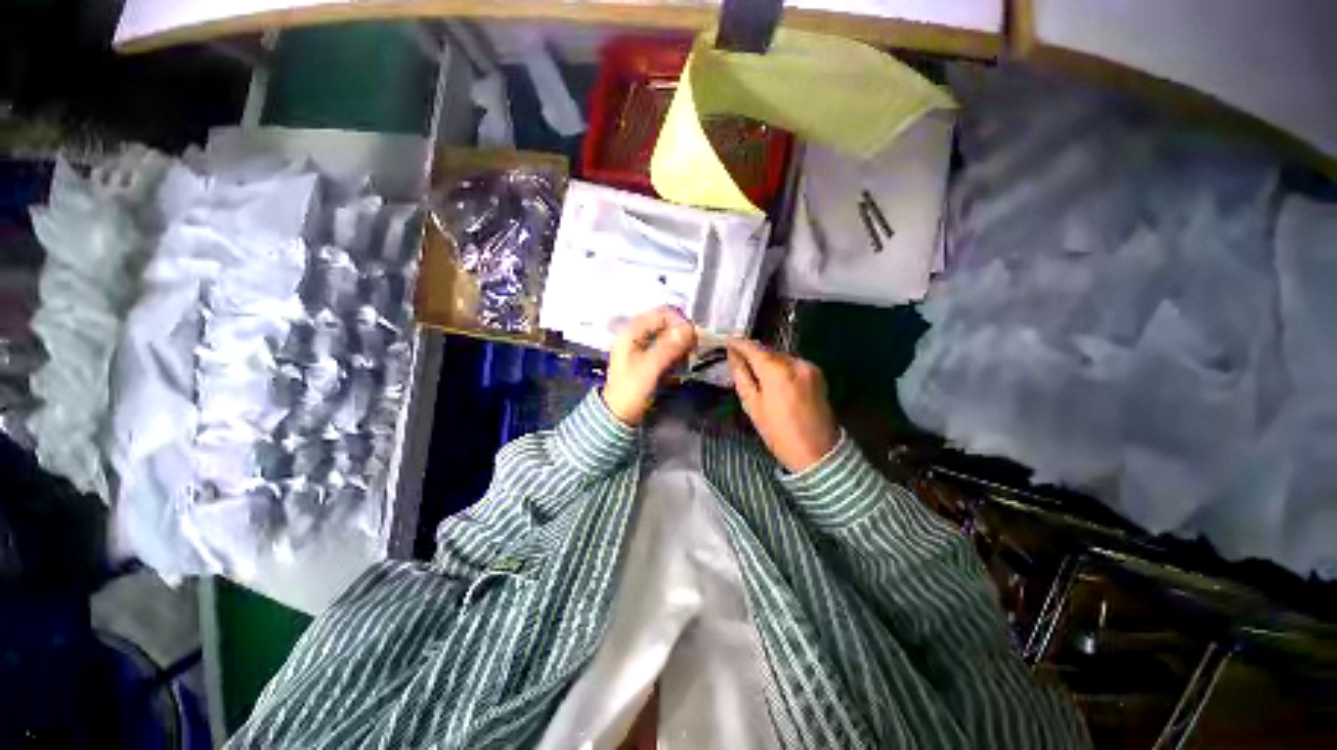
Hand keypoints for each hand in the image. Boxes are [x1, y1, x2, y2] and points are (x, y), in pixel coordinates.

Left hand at [602, 308, 696, 425]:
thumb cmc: (631, 390)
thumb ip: (669, 346)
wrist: (620, 416)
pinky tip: (682, 364)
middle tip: (694, 348)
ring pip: (668, 338)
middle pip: (665, 325)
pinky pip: (667, 350)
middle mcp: (637, 336)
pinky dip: (677, 354)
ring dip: (681, 345)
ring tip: (688, 358)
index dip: (678, 321)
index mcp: (631, 332)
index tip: (693, 335)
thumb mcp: (650, 367)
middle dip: (681, 334)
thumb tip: (689, 328)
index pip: (660, 314)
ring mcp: (642, 348)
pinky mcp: (649, 360)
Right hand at [727, 338, 839, 472]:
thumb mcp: (753, 406)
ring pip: (781, 356)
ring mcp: (809, 367)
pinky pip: (793, 363)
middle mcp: (795, 362)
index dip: (739, 343)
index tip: (727, 342)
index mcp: (776, 371)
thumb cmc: (778, 433)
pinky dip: (782, 367)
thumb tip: (732, 355)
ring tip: (756, 373)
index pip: (753, 347)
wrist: (817, 452)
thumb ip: (741, 376)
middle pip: (768, 350)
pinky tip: (776, 381)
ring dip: (768, 360)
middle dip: (753, 353)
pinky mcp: (817, 374)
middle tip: (739, 361)